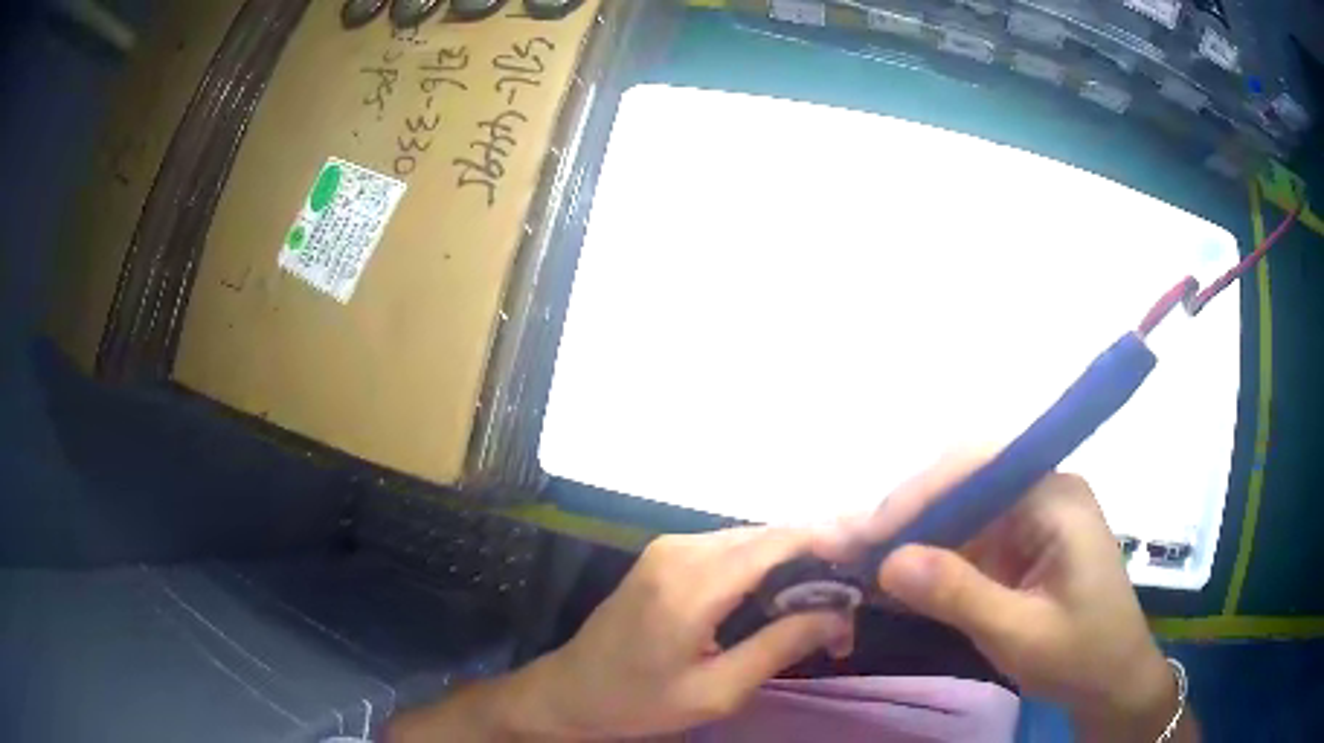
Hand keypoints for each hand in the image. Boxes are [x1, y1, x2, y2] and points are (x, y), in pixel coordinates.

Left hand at [515, 528, 852, 738]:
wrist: (569, 692)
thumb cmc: (638, 702)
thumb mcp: (716, 692)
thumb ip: (779, 646)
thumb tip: (838, 614)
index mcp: (691, 584)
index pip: (777, 541)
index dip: (829, 538)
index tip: (869, 557)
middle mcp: (681, 549)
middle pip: (768, 535)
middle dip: (817, 559)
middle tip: (849, 602)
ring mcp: (670, 548)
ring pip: (752, 539)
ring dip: (793, 564)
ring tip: (824, 606)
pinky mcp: (666, 556)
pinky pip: (731, 549)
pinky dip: (765, 567)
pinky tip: (782, 597)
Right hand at [819, 454, 1189, 741]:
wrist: (1111, 682)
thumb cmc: (1081, 654)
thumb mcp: (1021, 632)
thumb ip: (959, 594)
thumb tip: (887, 562)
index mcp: (1055, 496)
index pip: (982, 467)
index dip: (922, 493)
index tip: (872, 534)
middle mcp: (1039, 493)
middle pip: (962, 484)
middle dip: (904, 514)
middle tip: (846, 544)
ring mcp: (1026, 520)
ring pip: (956, 513)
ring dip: (906, 537)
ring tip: (852, 556)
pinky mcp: (1014, 549)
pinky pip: (962, 543)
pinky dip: (924, 560)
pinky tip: (888, 577)